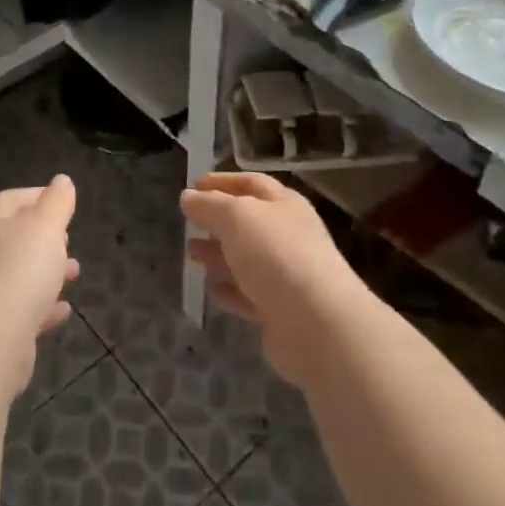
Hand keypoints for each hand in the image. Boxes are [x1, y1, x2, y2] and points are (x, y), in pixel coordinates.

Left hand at [0, 176, 80, 397]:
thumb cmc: (19, 269)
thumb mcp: (46, 226)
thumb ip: (57, 202)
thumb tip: (62, 181)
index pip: (12, 199)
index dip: (39, 196)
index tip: (65, 201)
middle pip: (13, 237)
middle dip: (44, 236)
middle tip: (68, 239)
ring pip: (17, 273)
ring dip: (46, 271)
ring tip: (74, 273)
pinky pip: (19, 308)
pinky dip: (41, 305)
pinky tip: (63, 310)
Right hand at [181, 173, 370, 387]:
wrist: (316, 323)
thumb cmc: (274, 253)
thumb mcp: (234, 216)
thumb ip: (208, 205)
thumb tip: (188, 197)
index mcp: (284, 204)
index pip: (250, 183)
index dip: (220, 182)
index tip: (191, 186)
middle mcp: (288, 235)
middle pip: (247, 223)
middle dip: (216, 222)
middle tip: (188, 224)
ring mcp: (286, 275)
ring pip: (246, 259)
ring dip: (218, 255)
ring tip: (191, 255)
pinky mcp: (281, 311)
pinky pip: (249, 295)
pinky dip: (230, 290)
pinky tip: (211, 290)